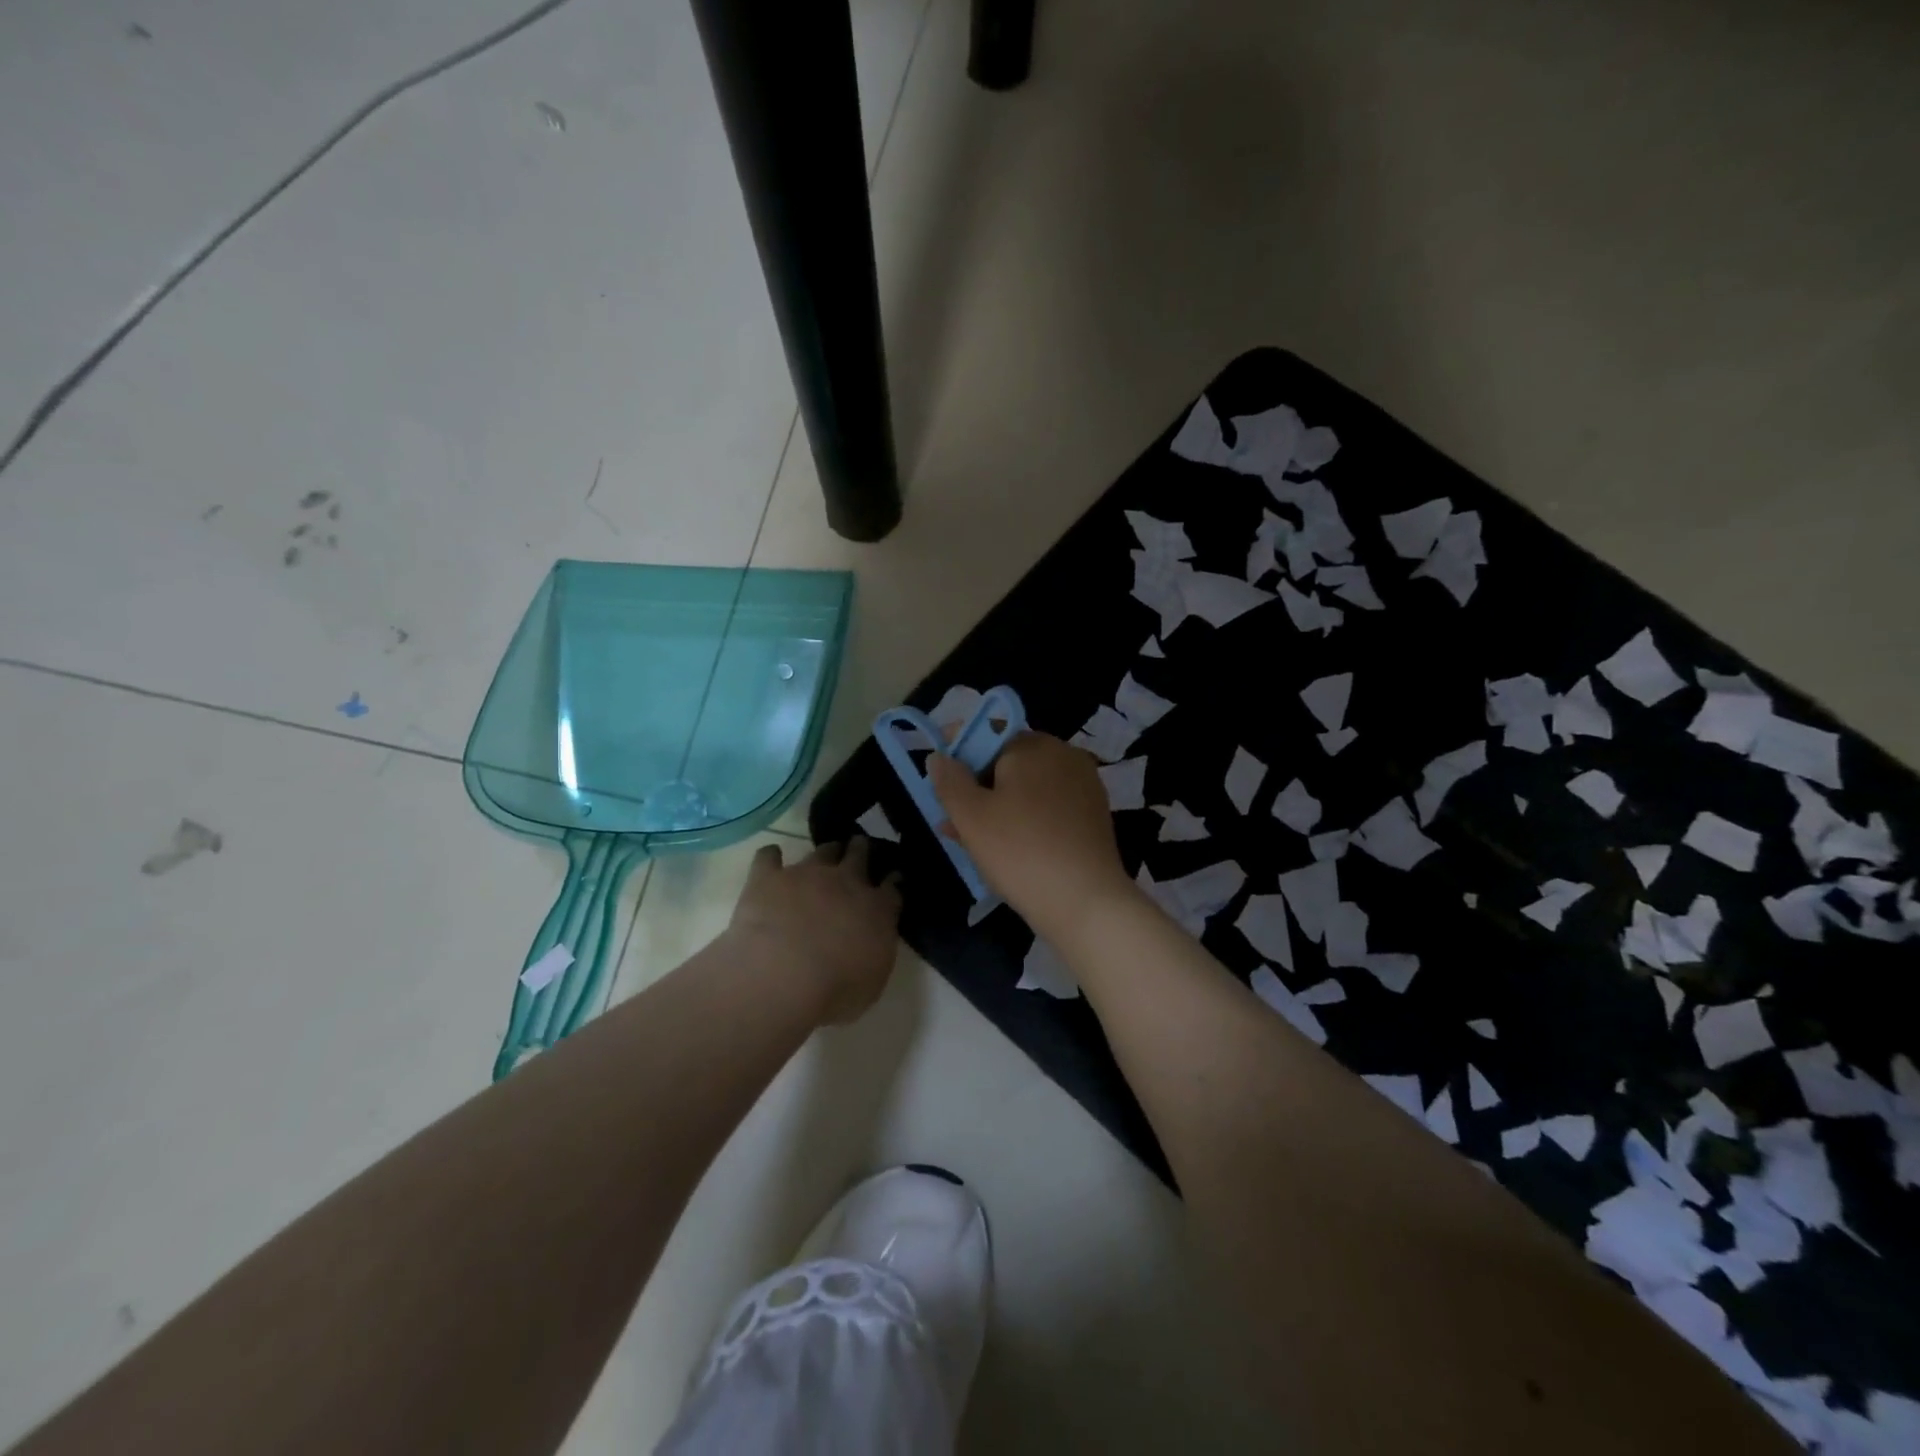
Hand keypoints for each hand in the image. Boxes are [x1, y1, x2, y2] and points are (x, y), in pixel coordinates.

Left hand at [726, 839, 902, 1024]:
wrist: (783, 975)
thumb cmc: (835, 990)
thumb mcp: (873, 979)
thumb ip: (876, 949)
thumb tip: (875, 935)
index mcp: (876, 908)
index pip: (891, 886)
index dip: (892, 879)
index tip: (892, 877)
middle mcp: (845, 882)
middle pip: (859, 855)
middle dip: (861, 850)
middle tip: (860, 850)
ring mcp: (806, 874)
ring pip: (822, 851)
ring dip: (827, 852)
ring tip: (825, 855)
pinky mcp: (769, 878)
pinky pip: (769, 856)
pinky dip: (771, 856)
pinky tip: (771, 859)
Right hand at [928, 733, 1136, 944]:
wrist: (1086, 902)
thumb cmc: (1020, 851)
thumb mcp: (971, 816)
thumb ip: (950, 781)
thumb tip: (940, 756)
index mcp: (1035, 745)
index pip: (988, 733)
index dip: (958, 749)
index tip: (937, 773)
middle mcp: (1064, 756)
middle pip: (1009, 761)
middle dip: (975, 784)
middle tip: (948, 814)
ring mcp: (1083, 787)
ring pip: (1026, 788)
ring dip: (995, 805)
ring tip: (965, 837)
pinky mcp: (1092, 816)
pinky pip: (1047, 807)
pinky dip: (1022, 819)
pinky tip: (1003, 847)